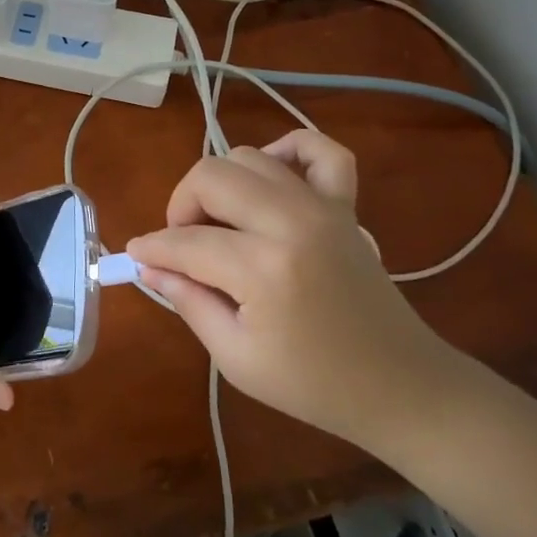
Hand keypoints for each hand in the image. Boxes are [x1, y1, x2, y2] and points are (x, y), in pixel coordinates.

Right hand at [126, 130, 458, 451]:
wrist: (400, 386)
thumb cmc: (312, 384)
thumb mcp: (235, 357)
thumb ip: (188, 302)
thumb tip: (149, 267)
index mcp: (263, 268)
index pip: (186, 241)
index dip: (151, 249)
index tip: (136, 258)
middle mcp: (291, 221)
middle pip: (210, 177)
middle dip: (180, 207)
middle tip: (181, 246)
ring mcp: (323, 206)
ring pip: (248, 157)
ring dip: (220, 185)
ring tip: (220, 225)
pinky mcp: (346, 205)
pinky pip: (320, 150)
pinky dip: (288, 151)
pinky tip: (270, 178)